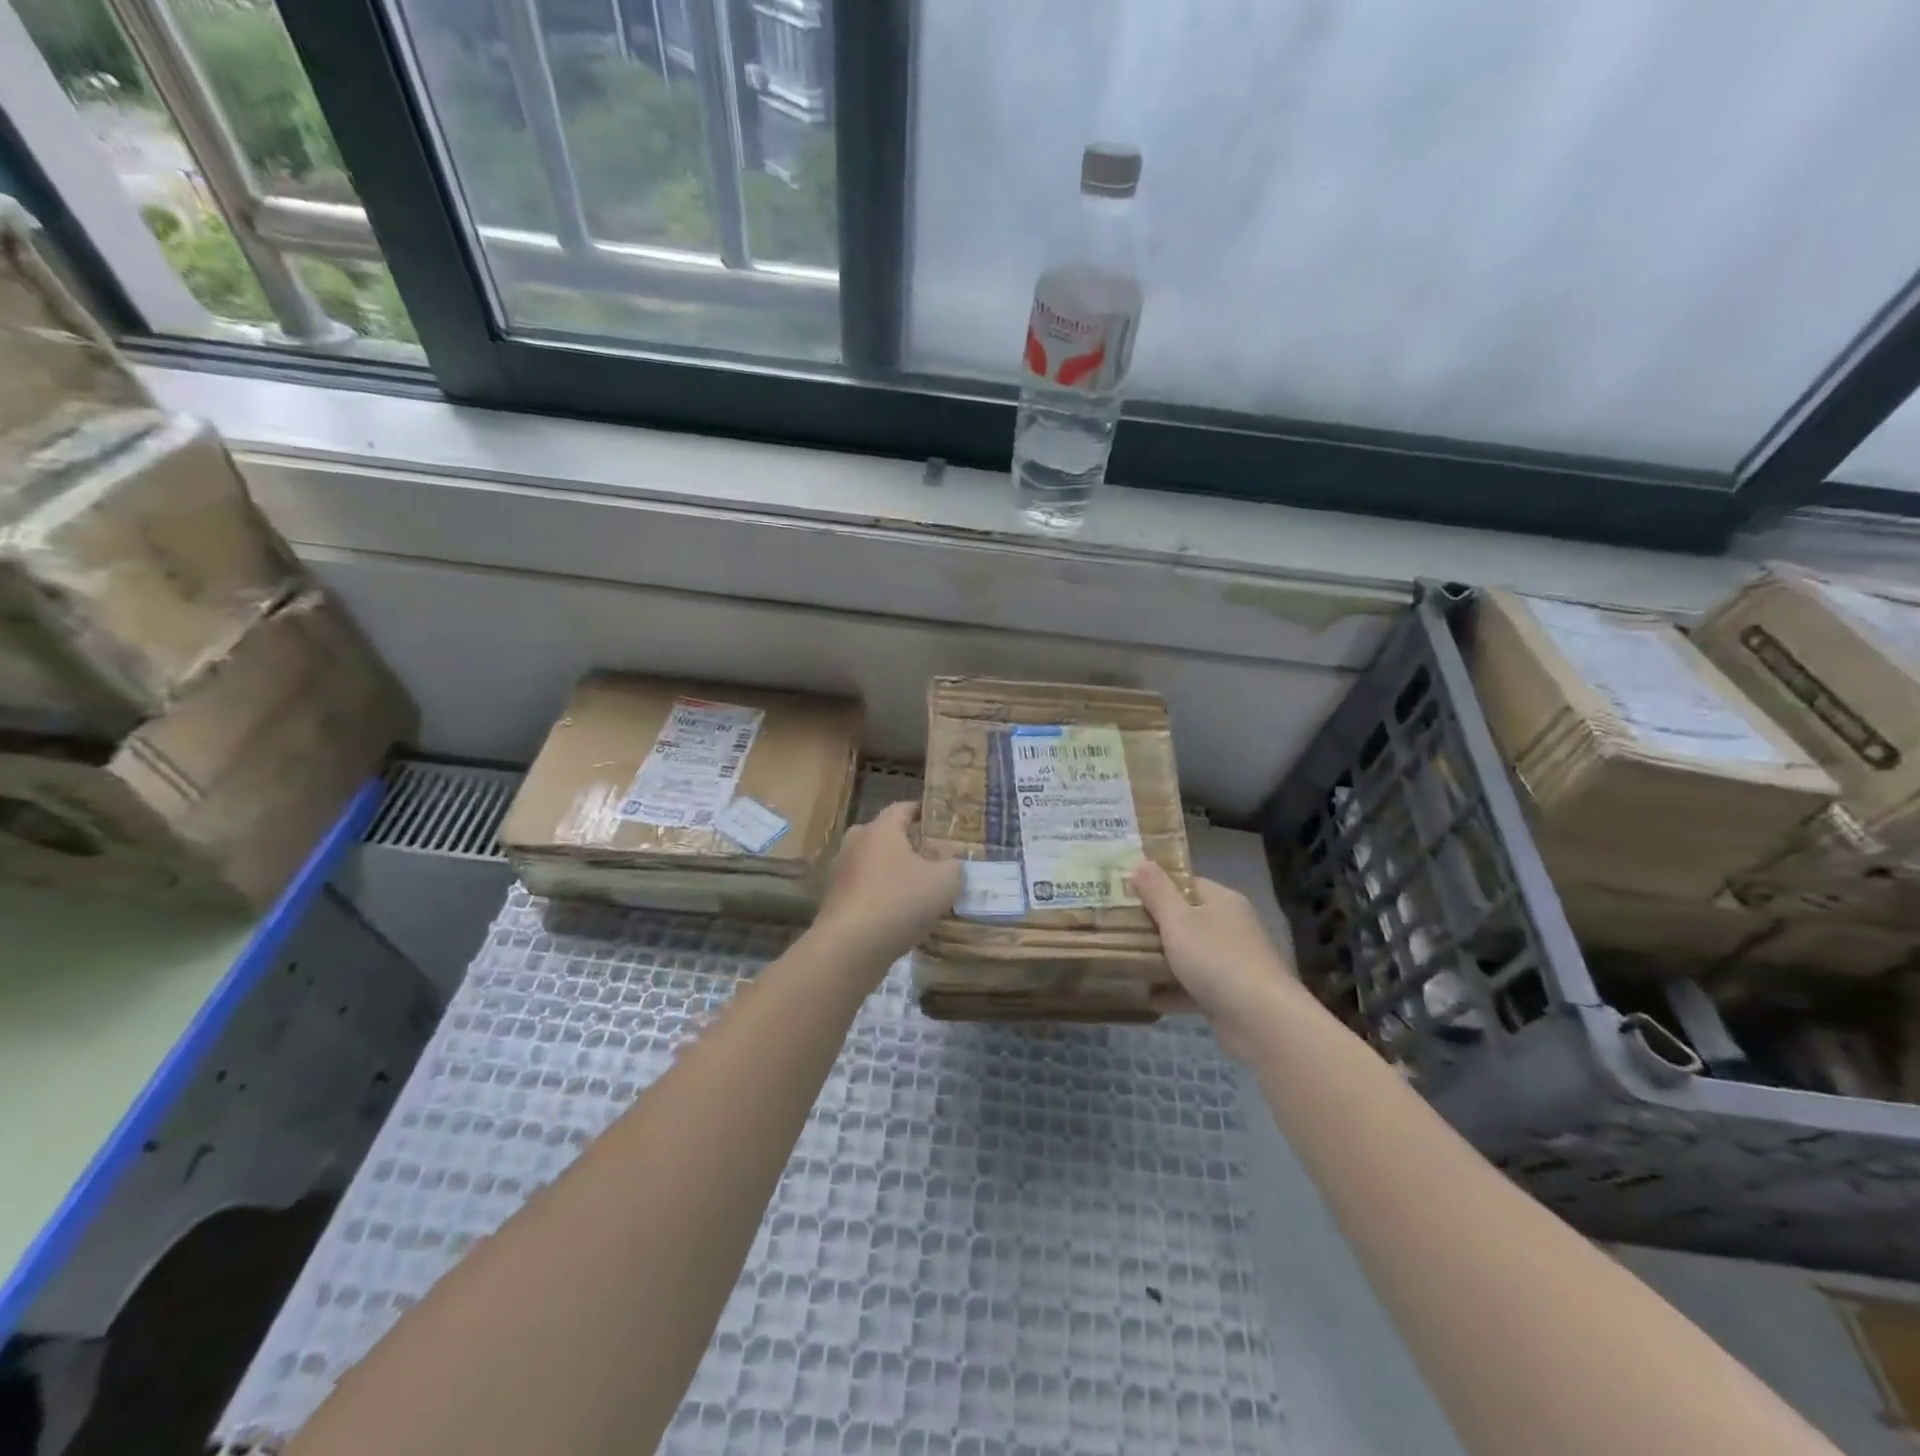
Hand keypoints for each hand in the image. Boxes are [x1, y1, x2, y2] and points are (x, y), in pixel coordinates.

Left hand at [811, 801, 961, 974]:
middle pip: (884, 835)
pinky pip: (863, 888)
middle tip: (930, 856)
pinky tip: (897, 913)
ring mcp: (840, 872)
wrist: (850, 947)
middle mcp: (856, 843)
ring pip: (872, 863)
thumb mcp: (944, 882)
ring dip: (891, 871)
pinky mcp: (834, 900)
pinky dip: (879, 894)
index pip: (902, 808)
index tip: (939, 819)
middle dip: (906, 843)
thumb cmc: (900, 902)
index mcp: (881, 829)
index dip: (922, 811)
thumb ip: (953, 866)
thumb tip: (951, 862)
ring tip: (916, 887)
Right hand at [1130, 860, 1302, 1061]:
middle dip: (1154, 925)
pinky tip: (1148, 996)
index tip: (1125, 895)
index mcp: (1222, 901)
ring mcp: (1233, 961)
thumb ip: (1157, 892)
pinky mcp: (1231, 994)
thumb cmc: (1216, 960)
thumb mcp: (1178, 921)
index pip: (1185, 883)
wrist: (1262, 1021)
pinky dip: (1174, 990)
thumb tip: (1141, 862)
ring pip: (1190, 954)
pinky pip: (1195, 986)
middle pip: (1186, 918)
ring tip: (1126, 961)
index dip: (1156, 887)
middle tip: (1118, 929)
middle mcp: (1231, 926)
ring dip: (1162, 960)